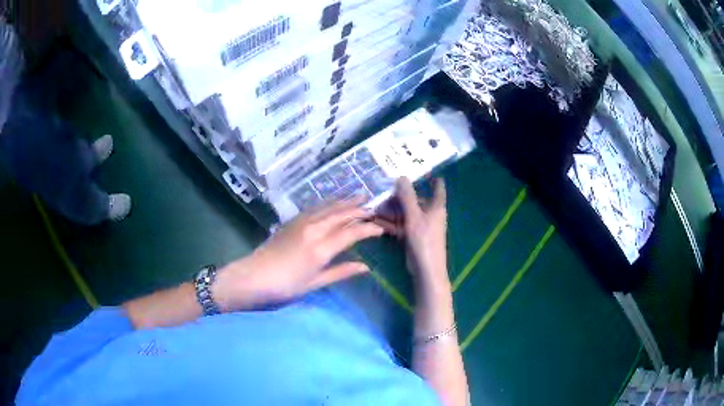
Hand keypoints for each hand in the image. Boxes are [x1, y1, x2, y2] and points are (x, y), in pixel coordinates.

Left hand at [214, 199, 383, 309]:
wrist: (251, 277)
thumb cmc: (284, 287)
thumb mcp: (314, 284)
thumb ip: (340, 272)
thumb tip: (365, 267)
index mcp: (321, 249)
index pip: (351, 233)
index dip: (368, 229)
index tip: (380, 228)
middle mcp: (313, 230)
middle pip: (341, 214)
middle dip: (359, 208)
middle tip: (374, 205)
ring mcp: (301, 223)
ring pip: (328, 207)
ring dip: (344, 201)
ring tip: (359, 195)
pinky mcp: (291, 221)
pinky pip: (315, 207)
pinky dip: (328, 203)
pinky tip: (332, 202)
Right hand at [375, 177, 449, 290]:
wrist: (425, 269)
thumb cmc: (425, 240)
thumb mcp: (414, 216)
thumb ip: (407, 197)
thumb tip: (402, 176)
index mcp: (436, 206)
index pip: (438, 188)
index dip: (434, 179)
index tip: (425, 170)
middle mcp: (429, 214)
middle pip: (415, 200)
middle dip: (399, 196)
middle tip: (382, 189)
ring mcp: (420, 225)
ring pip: (405, 213)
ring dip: (391, 210)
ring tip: (375, 205)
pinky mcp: (412, 236)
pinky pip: (400, 225)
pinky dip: (391, 222)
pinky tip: (376, 219)